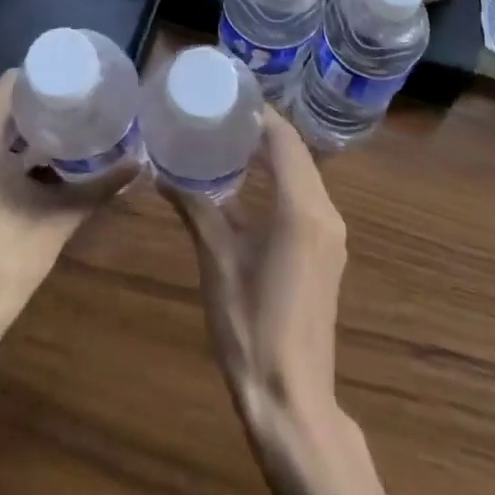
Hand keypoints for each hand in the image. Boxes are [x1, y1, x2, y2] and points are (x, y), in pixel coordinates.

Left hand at [0, 69, 135, 344]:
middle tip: (84, 105)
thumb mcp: (58, 219)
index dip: (45, 76)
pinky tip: (46, 164)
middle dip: (43, 104)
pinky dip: (13, 151)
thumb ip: (99, 187)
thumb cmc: (3, 261)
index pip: (11, 83)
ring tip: (72, 130)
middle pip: (5, 105)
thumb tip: (139, 162)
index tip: (77, 80)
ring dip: (29, 129)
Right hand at [165, 109, 346, 432]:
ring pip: (305, 175)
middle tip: (224, 114)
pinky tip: (253, 184)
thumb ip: (196, 209)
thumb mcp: (217, 262)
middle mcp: (326, 212)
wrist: (292, 399)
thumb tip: (162, 173)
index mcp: (302, 208)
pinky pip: (307, 197)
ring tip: (233, 139)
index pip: (284, 140)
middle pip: (298, 153)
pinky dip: (283, 179)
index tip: (230, 95)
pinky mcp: (328, 252)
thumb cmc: (251, 327)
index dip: (260, 114)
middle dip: (265, 129)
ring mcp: (332, 234)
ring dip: (276, 154)